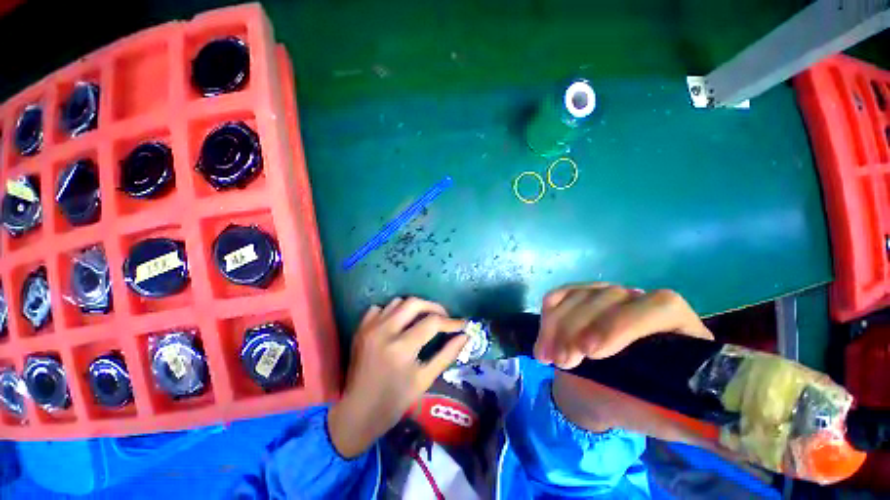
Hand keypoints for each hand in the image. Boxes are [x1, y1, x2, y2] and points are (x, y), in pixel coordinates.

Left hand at [327, 298, 467, 457]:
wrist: (357, 412)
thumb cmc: (394, 402)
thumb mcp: (425, 380)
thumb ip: (447, 355)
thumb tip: (465, 336)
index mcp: (401, 348)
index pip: (432, 323)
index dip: (451, 322)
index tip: (462, 324)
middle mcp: (384, 331)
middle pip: (414, 303)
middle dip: (434, 307)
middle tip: (444, 318)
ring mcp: (370, 328)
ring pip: (398, 302)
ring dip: (414, 307)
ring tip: (424, 319)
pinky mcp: (361, 329)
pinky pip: (380, 308)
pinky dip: (393, 311)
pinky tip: (399, 322)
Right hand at [534, 283, 713, 435]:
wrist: (597, 392)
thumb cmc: (637, 406)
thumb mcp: (671, 420)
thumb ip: (707, 428)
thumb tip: (750, 443)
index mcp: (676, 328)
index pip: (661, 305)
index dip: (625, 323)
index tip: (595, 353)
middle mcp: (640, 302)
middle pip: (610, 296)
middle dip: (580, 327)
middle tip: (563, 362)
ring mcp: (605, 296)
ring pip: (580, 295)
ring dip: (557, 326)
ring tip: (548, 358)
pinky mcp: (578, 297)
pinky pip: (559, 295)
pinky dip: (548, 314)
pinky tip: (543, 336)